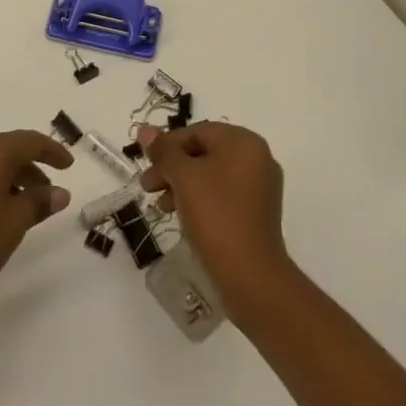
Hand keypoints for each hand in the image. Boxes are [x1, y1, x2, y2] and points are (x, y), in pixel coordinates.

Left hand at [0, 130, 73, 314]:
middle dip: (29, 168)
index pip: (29, 141)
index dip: (52, 151)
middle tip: (46, 192)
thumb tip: (58, 192)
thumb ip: (38, 203)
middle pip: (6, 149)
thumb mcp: (14, 224)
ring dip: (7, 178)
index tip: (68, 165)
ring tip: (19, 206)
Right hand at [137, 121, 295, 322]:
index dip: (167, 146)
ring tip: (161, 206)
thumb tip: (145, 130)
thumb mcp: (184, 178)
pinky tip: (181, 216)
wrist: (251, 276)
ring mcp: (259, 187)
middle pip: (204, 152)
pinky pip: (222, 194)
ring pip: (211, 175)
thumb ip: (164, 152)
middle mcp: (257, 158)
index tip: (146, 164)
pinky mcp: (256, 212)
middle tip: (147, 186)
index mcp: (244, 142)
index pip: (198, 132)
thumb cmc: (216, 216)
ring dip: (182, 185)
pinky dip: (199, 199)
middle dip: (172, 167)